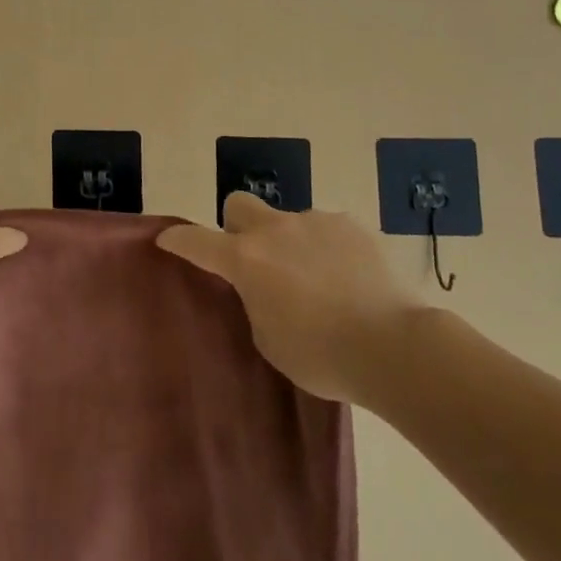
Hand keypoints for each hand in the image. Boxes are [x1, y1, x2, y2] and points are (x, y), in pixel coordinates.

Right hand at [157, 193, 426, 404]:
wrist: (395, 346)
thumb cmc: (323, 356)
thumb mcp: (270, 341)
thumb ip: (255, 304)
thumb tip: (264, 289)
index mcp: (246, 260)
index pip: (196, 241)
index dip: (178, 239)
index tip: (166, 238)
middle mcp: (274, 230)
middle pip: (238, 204)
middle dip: (237, 225)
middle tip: (255, 259)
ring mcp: (314, 222)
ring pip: (288, 221)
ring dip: (290, 243)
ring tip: (319, 281)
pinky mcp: (350, 225)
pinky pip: (327, 230)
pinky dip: (328, 248)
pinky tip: (349, 279)